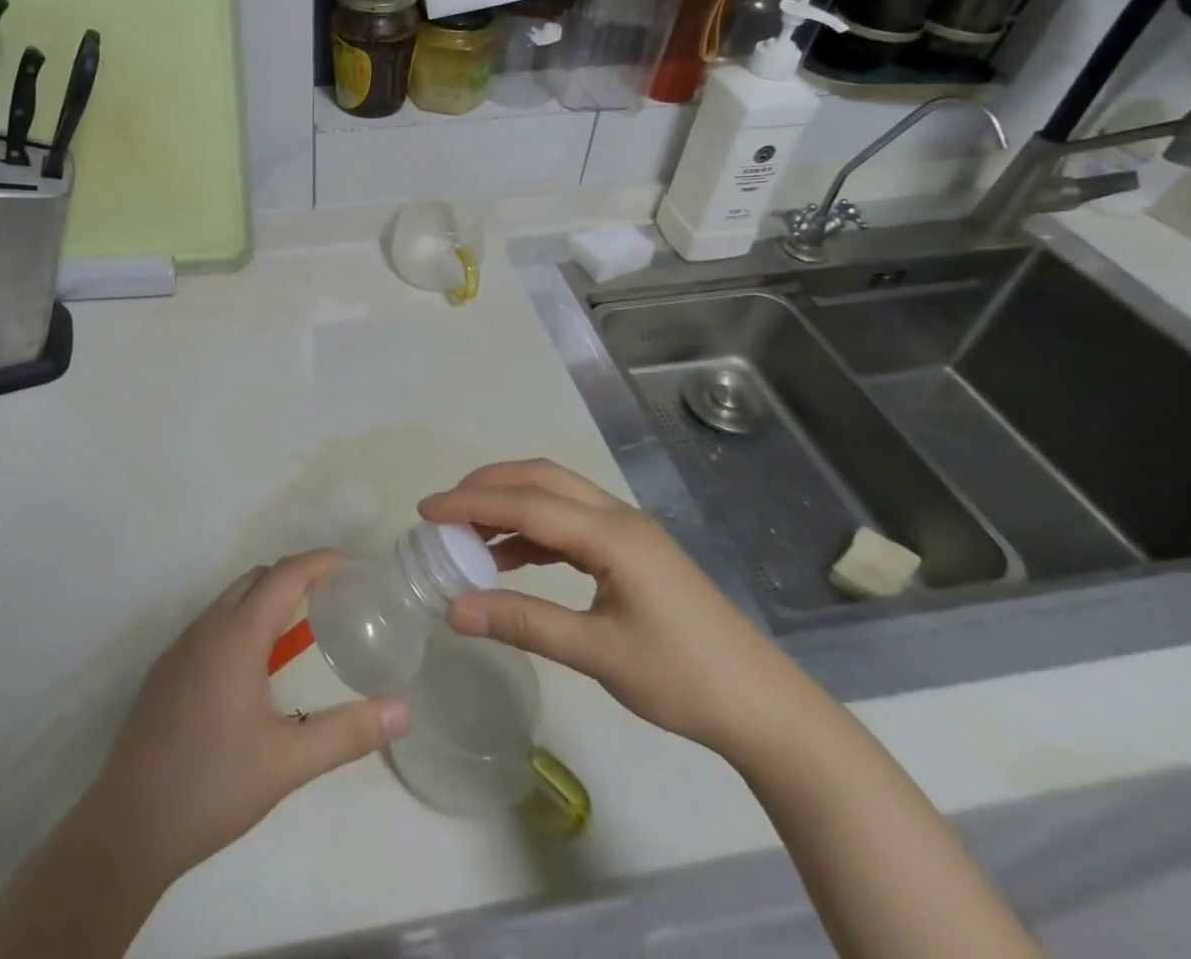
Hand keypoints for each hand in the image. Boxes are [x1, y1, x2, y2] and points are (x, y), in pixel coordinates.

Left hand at [84, 551, 411, 885]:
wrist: (128, 827)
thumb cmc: (213, 787)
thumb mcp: (288, 763)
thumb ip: (348, 733)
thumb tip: (403, 710)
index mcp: (236, 636)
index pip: (283, 576)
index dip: (316, 562)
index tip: (347, 565)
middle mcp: (206, 628)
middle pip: (255, 580)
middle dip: (294, 577)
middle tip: (330, 598)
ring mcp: (180, 648)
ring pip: (230, 601)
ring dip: (265, 600)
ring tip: (298, 630)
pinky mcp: (165, 671)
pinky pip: (211, 625)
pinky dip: (241, 622)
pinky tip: (253, 668)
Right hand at [418, 460, 808, 757]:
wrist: (765, 709)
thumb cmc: (683, 679)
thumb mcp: (598, 654)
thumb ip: (524, 623)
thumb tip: (454, 609)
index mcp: (611, 534)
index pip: (526, 504)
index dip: (471, 504)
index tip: (425, 511)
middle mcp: (617, 517)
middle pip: (540, 480)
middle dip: (487, 487)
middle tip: (443, 511)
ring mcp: (627, 531)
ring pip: (555, 496)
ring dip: (509, 505)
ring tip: (466, 533)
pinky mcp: (631, 551)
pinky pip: (570, 523)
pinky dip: (532, 531)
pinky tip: (509, 558)